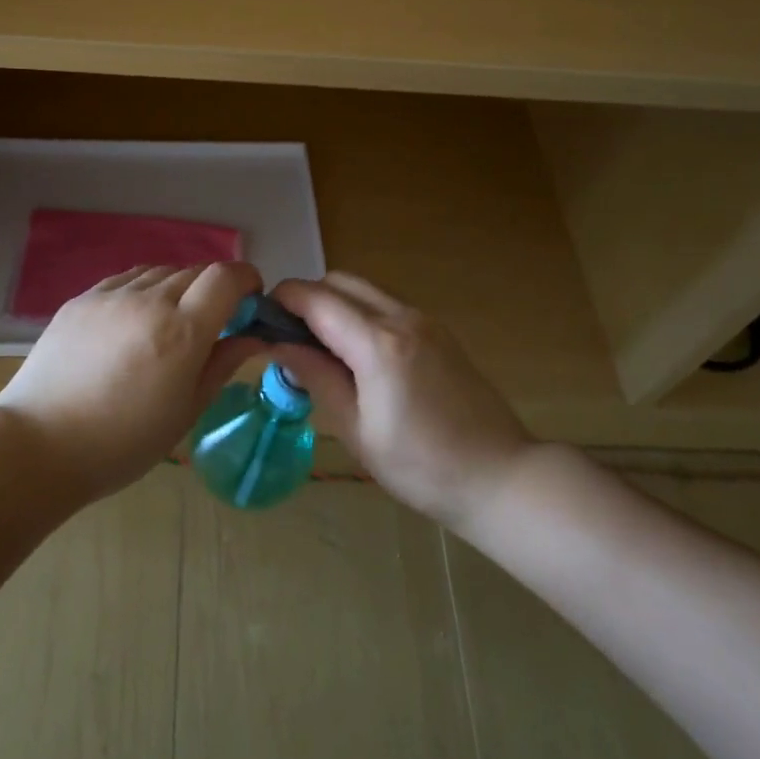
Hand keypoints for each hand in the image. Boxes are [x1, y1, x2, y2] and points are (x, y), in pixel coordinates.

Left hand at [0, 261, 265, 500]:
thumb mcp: (186, 411)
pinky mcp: (81, 299)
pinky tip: (135, 321)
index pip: (226, 277)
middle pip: (195, 271)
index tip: (250, 301)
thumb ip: (222, 365)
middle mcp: (148, 300)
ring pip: (160, 272)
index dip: (246, 280)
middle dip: (214, 289)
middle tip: (212, 322)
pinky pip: (126, 280)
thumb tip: (252, 337)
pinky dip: (144, 290)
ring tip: (170, 322)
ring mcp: (110, 296)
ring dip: (178, 287)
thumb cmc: (123, 442)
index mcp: (181, 330)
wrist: (40, 444)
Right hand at [268, 273, 532, 527]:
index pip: (315, 298)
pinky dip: (360, 314)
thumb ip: (316, 377)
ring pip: (364, 290)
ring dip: (334, 304)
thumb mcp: (357, 429)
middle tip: (289, 338)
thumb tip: (277, 345)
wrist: (500, 476)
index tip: (260, 320)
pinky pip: (387, 305)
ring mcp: (425, 321)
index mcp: (378, 344)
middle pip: (339, 281)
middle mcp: (402, 317)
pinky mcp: (439, 332)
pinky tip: (356, 355)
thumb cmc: (421, 466)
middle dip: (307, 298)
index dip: (281, 300)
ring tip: (320, 348)